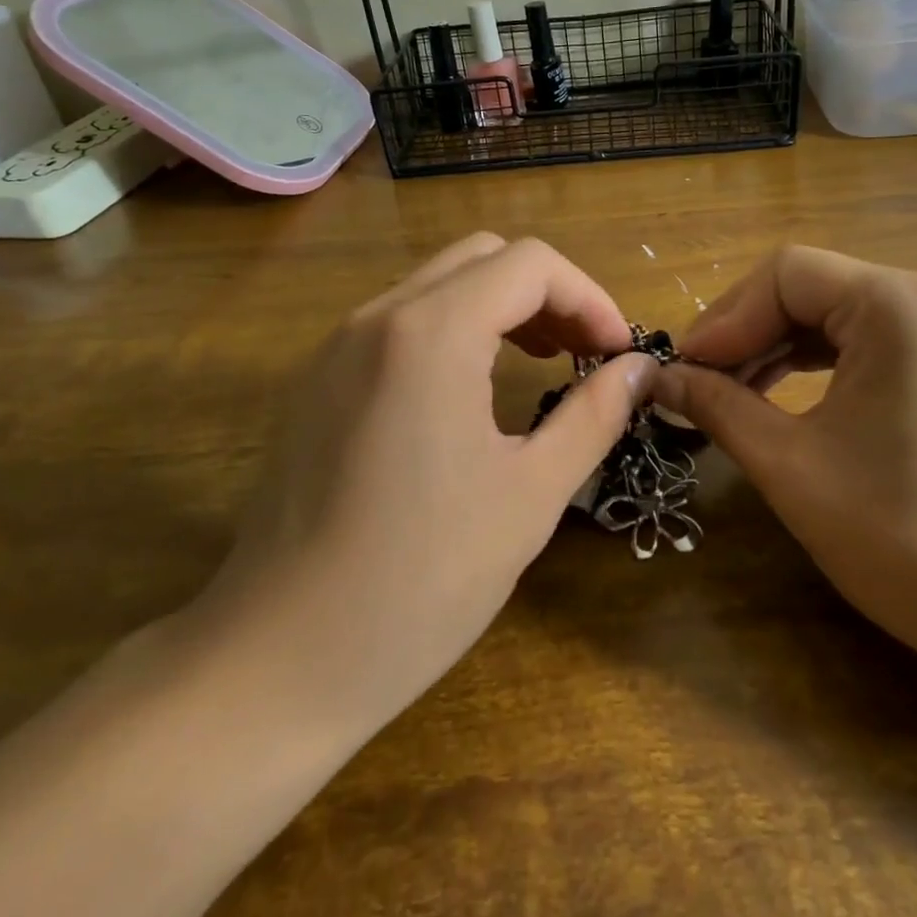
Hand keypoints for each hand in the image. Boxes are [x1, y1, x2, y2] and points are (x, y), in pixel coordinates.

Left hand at [179, 233, 653, 737]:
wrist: (279, 658)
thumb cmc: (421, 580)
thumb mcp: (531, 495)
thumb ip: (593, 415)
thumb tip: (637, 369)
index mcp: (431, 333)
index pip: (530, 264)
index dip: (589, 298)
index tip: (616, 353)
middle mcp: (378, 317)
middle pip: (483, 257)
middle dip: (547, 294)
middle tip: (582, 353)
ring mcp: (338, 345)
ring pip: (437, 283)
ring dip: (499, 306)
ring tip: (539, 362)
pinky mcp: (316, 379)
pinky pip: (399, 321)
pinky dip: (452, 329)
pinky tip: (469, 391)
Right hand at [652, 246, 916, 672]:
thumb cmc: (913, 539)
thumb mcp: (794, 468)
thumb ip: (718, 408)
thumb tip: (659, 380)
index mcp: (896, 305)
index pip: (783, 275)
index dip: (722, 319)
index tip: (681, 372)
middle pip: (808, 289)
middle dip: (744, 334)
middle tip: (694, 386)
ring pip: (834, 317)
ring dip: (773, 350)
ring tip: (727, 397)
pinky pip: (865, 346)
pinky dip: (814, 368)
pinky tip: (781, 402)